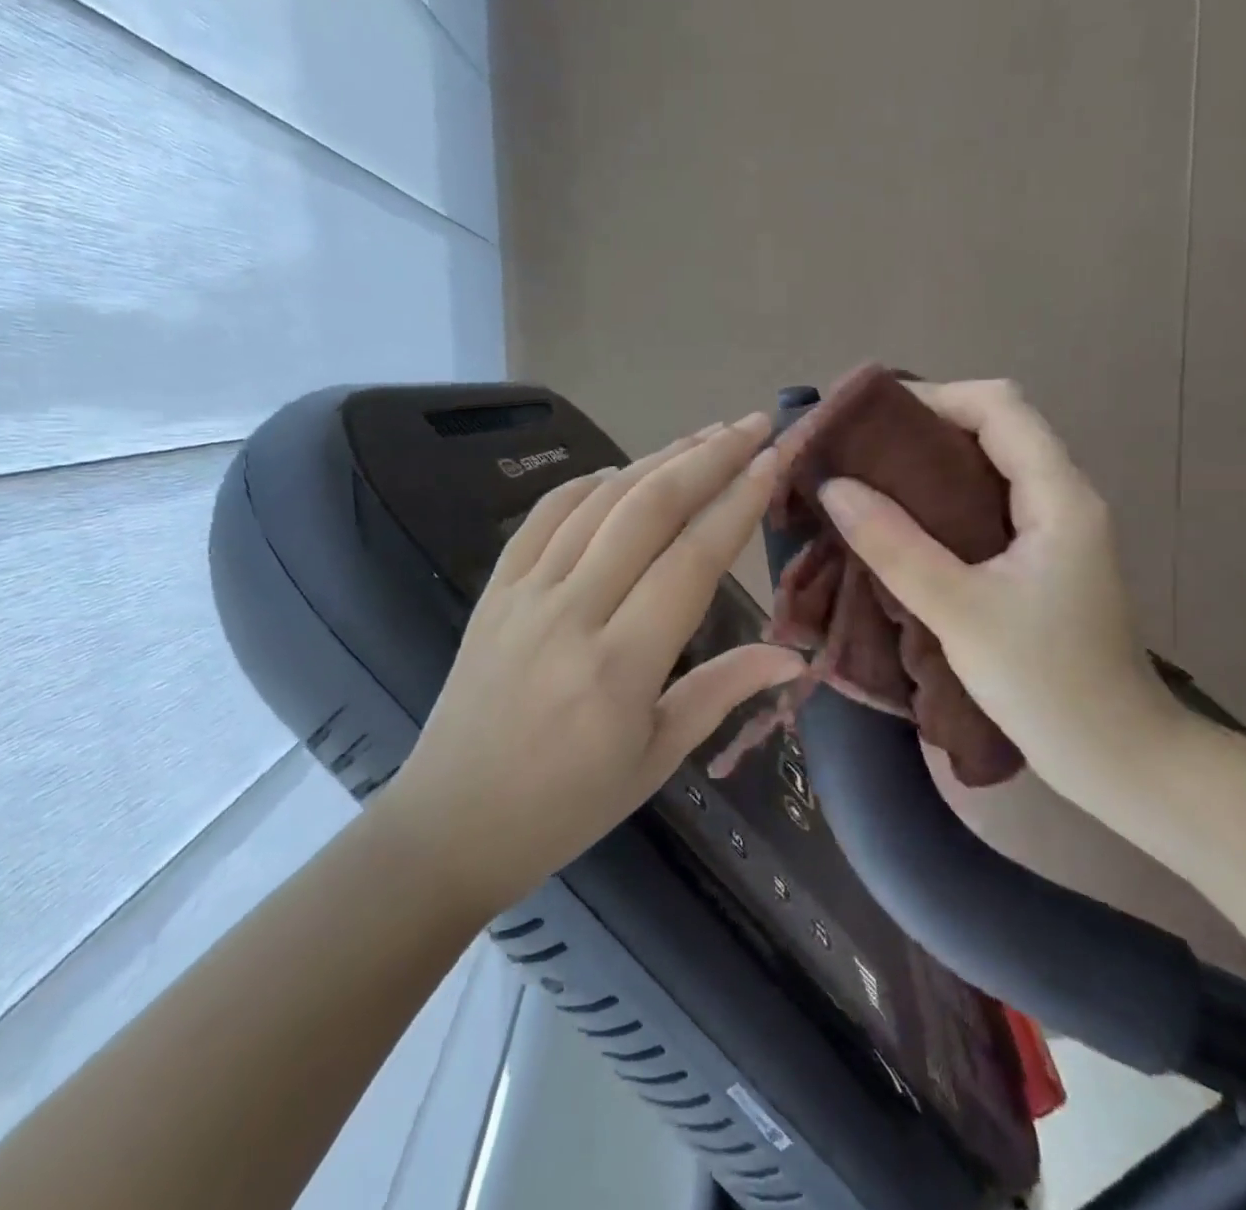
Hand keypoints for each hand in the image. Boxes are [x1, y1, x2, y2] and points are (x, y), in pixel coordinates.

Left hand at [384, 413, 804, 917]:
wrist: (450, 823)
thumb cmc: (567, 805)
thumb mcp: (657, 758)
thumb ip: (724, 689)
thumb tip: (795, 654)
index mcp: (620, 665)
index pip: (692, 559)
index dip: (738, 502)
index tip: (775, 459)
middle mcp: (572, 612)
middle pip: (648, 509)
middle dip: (708, 457)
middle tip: (753, 424)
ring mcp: (525, 593)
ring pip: (600, 501)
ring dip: (658, 458)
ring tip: (706, 434)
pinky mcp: (494, 588)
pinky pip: (545, 515)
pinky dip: (591, 483)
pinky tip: (624, 472)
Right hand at [818, 380, 1183, 814]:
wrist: (1118, 757)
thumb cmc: (1046, 683)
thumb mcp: (959, 612)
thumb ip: (894, 546)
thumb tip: (834, 487)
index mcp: (1058, 496)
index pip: (999, 407)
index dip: (936, 397)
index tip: (871, 422)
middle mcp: (1065, 497)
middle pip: (998, 427)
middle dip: (928, 428)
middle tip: (862, 453)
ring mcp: (1058, 529)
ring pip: (994, 466)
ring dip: (935, 465)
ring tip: (872, 482)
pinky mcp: (1045, 559)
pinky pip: (993, 504)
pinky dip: (948, 500)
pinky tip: (908, 525)